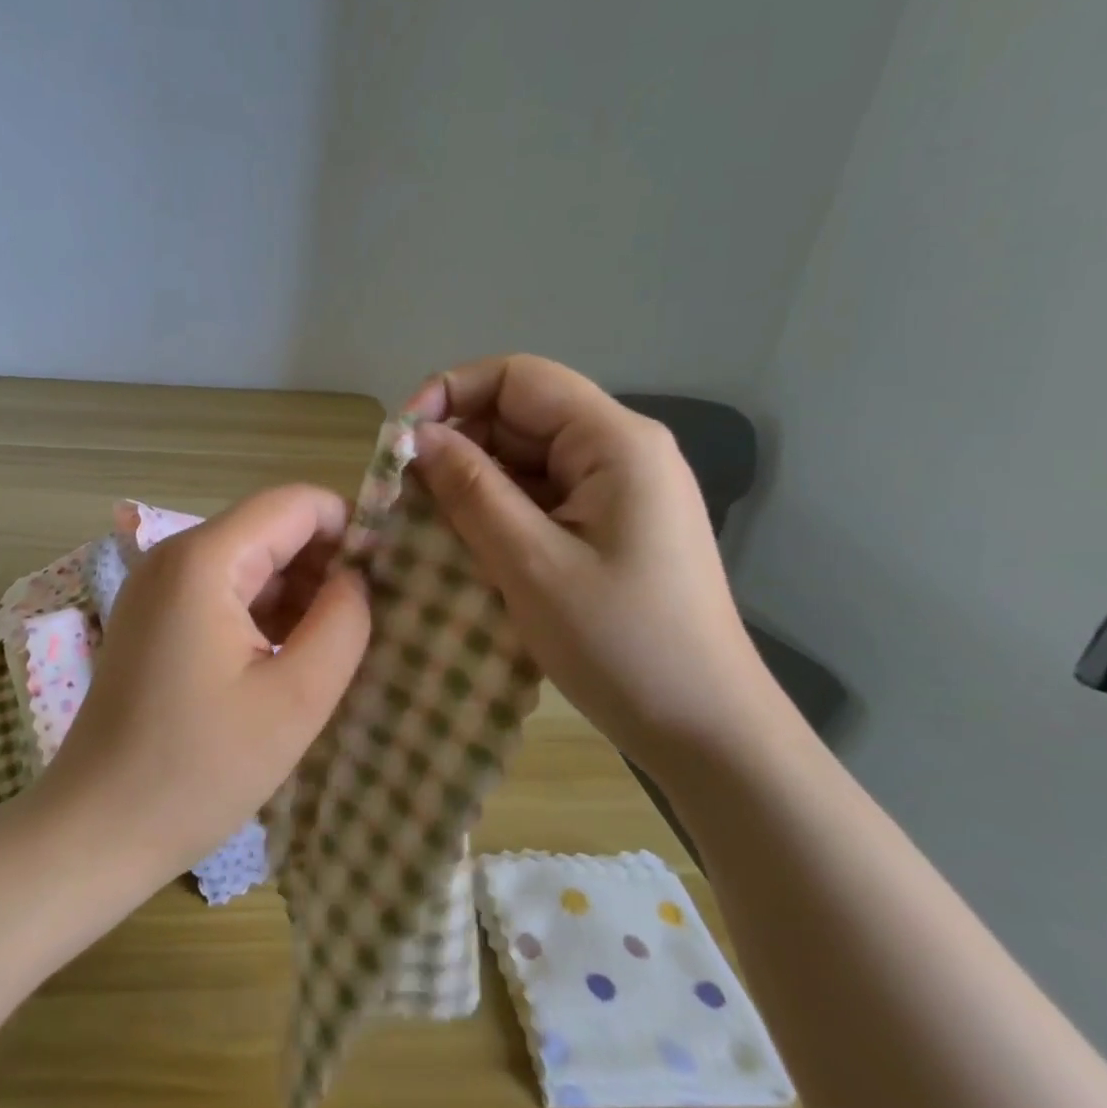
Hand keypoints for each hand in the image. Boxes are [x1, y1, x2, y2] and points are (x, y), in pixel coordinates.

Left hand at [25, 484, 371, 889]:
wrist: (97, 828)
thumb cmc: (199, 769)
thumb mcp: (296, 699)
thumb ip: (343, 622)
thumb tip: (355, 578)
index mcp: (205, 560)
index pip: (297, 502)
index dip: (350, 529)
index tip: (387, 580)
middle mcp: (174, 556)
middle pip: (271, 528)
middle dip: (324, 566)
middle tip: (364, 625)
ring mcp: (157, 586)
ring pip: (249, 561)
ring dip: (296, 594)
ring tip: (330, 650)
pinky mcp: (153, 618)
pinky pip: (222, 591)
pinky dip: (262, 613)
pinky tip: (285, 661)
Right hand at [406, 355, 782, 762]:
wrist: (706, 729)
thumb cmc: (620, 644)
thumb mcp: (530, 563)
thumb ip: (471, 490)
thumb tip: (416, 436)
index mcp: (614, 442)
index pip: (518, 378)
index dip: (451, 394)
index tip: (400, 442)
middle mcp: (621, 451)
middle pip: (521, 417)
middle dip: (457, 446)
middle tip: (402, 496)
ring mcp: (620, 492)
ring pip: (527, 461)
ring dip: (472, 485)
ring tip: (424, 525)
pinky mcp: (612, 528)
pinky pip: (542, 499)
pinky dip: (498, 514)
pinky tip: (465, 546)